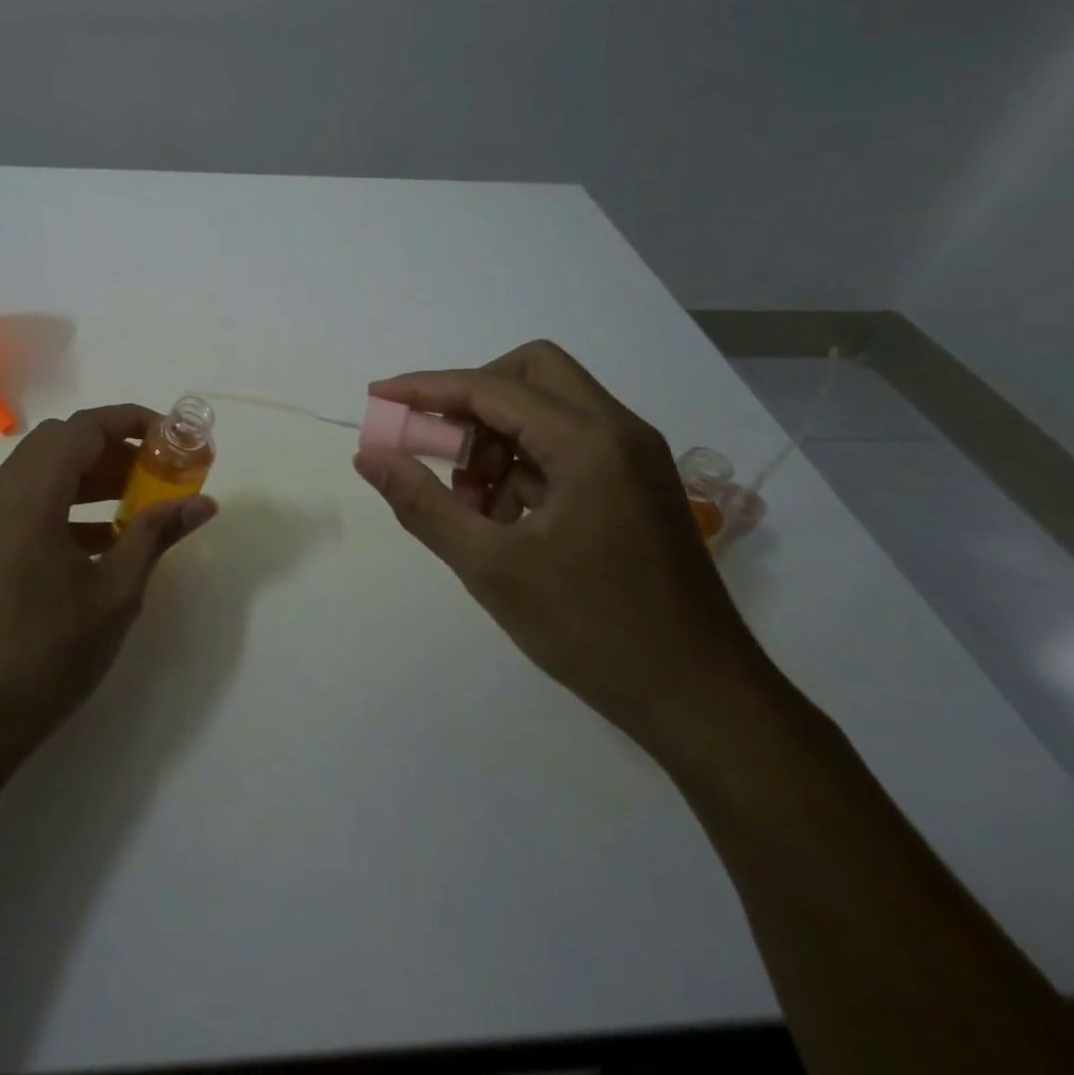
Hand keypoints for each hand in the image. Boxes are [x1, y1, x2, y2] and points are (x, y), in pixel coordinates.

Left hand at [0, 404, 217, 775]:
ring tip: (141, 498)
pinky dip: (70, 499)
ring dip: (93, 472)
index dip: (132, 421)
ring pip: (45, 468)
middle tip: (159, 469)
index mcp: (29, 495)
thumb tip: (204, 503)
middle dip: (115, 446)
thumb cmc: (46, 653)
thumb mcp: (115, 592)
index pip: (84, 428)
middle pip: (62, 441)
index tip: (174, 437)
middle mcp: (1, 492)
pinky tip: (107, 535)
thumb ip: (156, 535)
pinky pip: (31, 498)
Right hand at [354, 341, 782, 755]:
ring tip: (470, 503)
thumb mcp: (491, 568)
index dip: (426, 388)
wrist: (704, 701)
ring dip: (496, 437)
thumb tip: (370, 456)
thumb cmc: (593, 631)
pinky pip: (567, 445)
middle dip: (472, 399)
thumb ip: (423, 504)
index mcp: (588, 441)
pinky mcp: (636, 485)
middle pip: (531, 373)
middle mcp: (618, 431)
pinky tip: (504, 520)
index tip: (378, 398)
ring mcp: (633, 457)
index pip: (491, 387)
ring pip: (548, 409)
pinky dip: (524, 464)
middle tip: (437, 446)